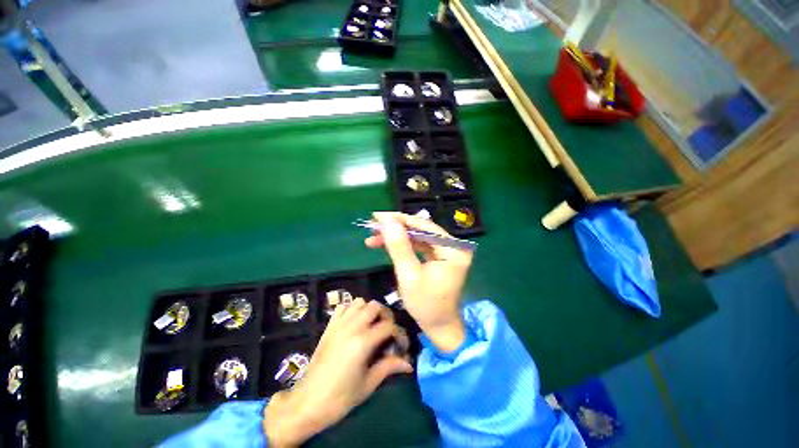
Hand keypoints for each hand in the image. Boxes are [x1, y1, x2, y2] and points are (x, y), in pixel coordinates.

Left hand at [264, 298, 411, 446]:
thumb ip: (389, 367)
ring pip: (360, 302)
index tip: (403, 346)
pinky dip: (352, 309)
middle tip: (388, 332)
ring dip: (369, 310)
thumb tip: (408, 363)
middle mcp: (352, 327)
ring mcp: (339, 324)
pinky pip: (343, 307)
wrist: (308, 402)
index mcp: (363, 342)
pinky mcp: (329, 326)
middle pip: (375, 306)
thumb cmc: (340, 398)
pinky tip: (355, 323)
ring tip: (372, 325)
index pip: (389, 326)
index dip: (400, 334)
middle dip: (386, 316)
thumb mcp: (368, 384)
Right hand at [365, 212, 473, 352]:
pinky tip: (385, 244)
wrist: (438, 327)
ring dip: (396, 236)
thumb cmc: (425, 305)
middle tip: (373, 226)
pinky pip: (419, 245)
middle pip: (421, 230)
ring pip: (417, 237)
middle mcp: (453, 246)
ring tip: (374, 237)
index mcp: (453, 249)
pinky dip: (403, 245)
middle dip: (396, 228)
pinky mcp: (439, 257)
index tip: (378, 216)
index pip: (424, 227)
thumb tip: (387, 221)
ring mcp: (446, 251)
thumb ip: (399, 246)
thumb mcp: (409, 275)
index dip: (400, 219)